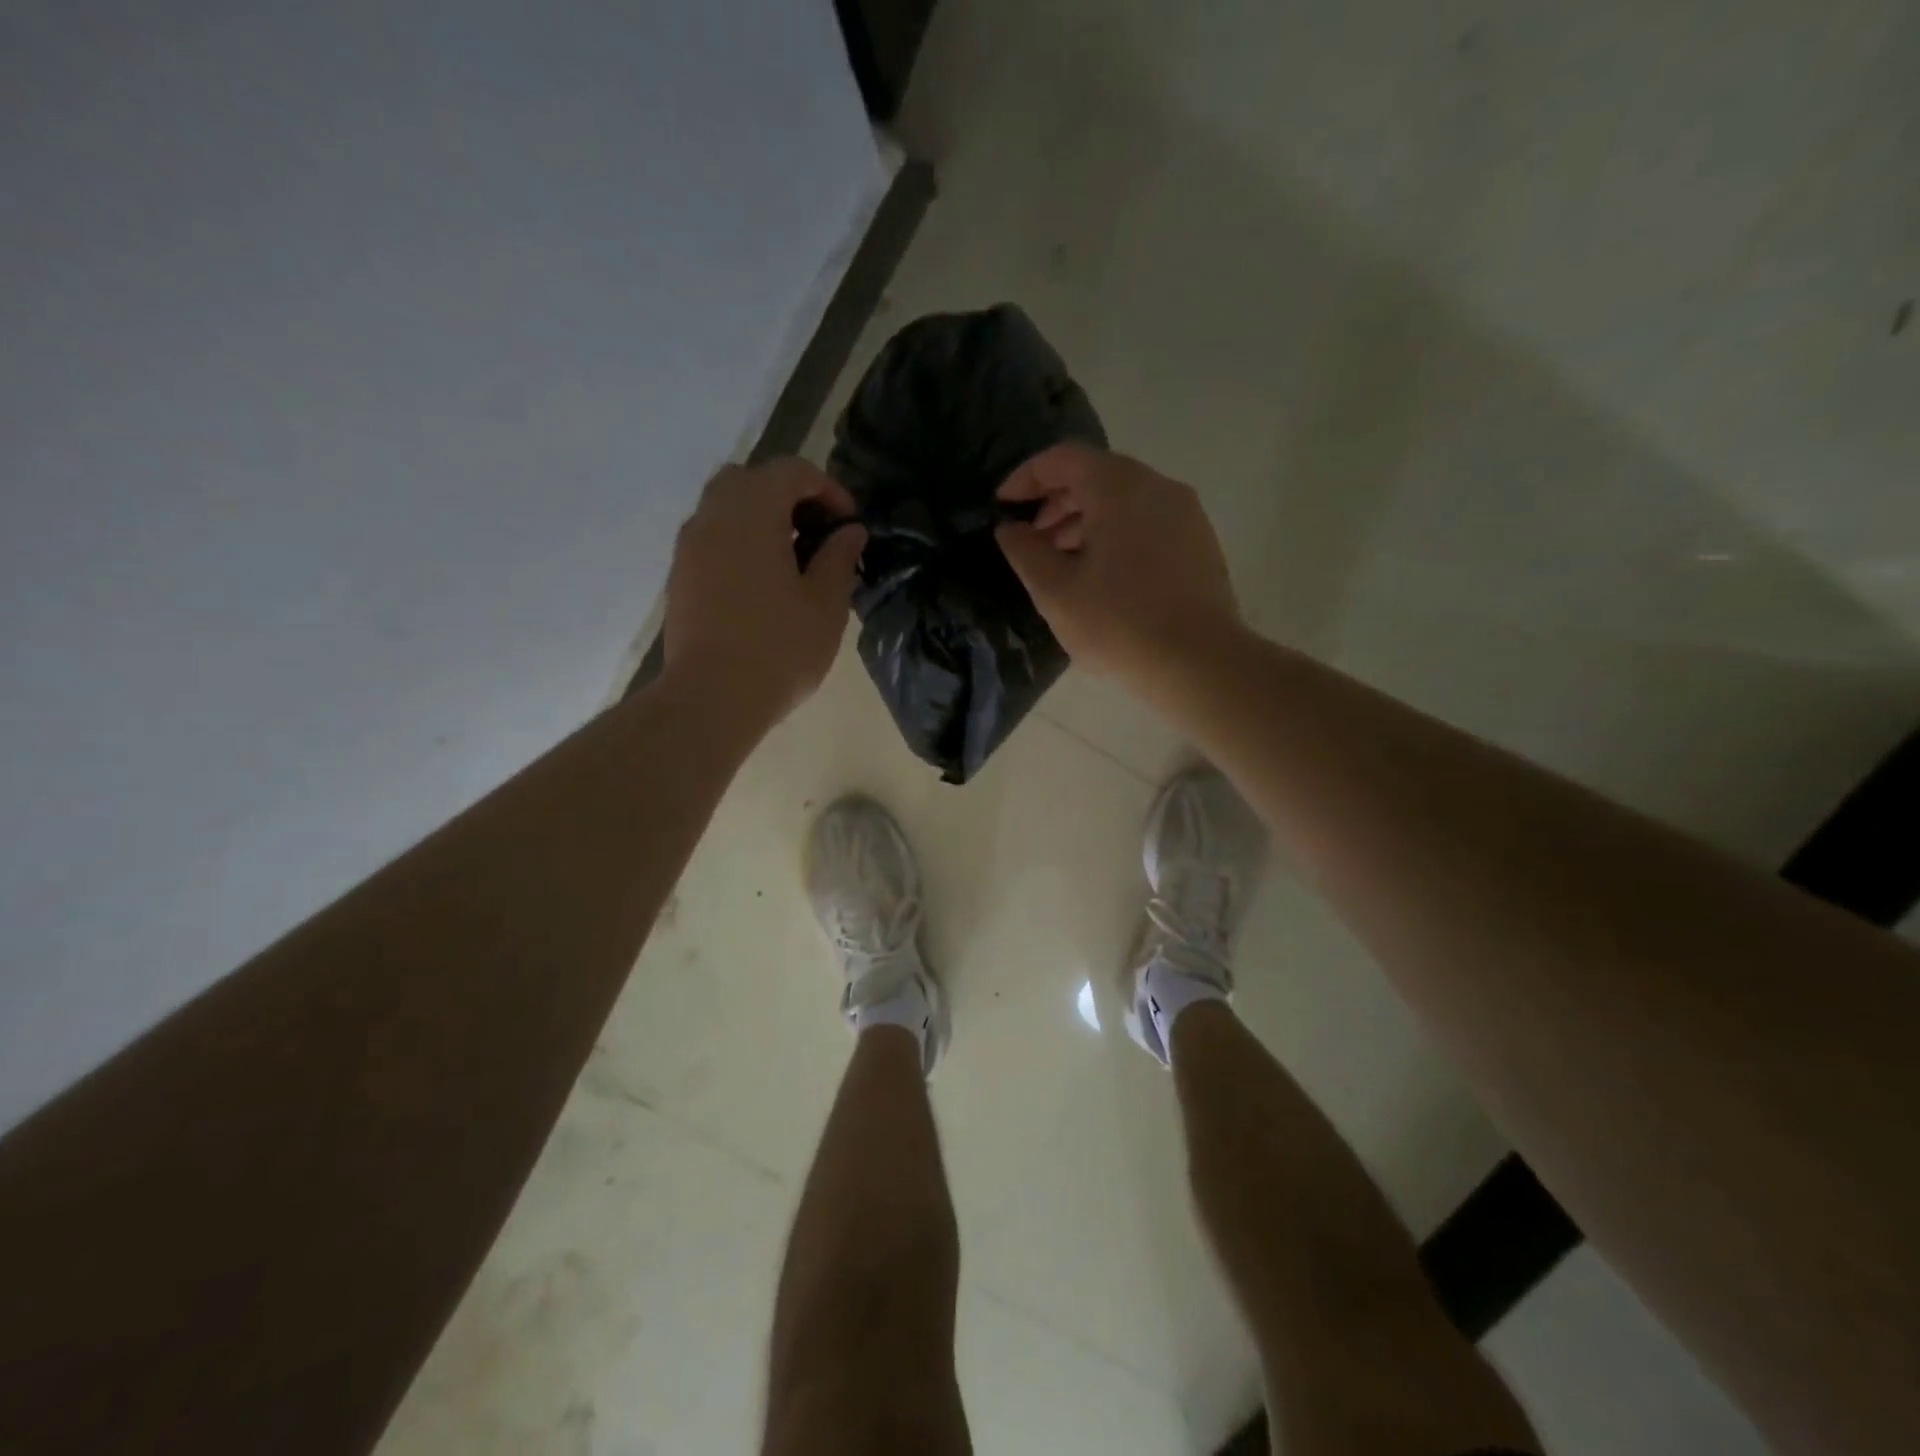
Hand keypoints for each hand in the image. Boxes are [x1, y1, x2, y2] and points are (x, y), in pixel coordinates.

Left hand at [663, 458, 865, 722]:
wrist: (711, 698)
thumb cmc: (779, 648)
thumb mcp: (825, 604)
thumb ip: (839, 558)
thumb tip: (850, 532)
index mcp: (752, 512)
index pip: (792, 471)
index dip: (828, 488)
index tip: (850, 524)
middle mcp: (712, 516)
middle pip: (751, 480)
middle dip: (789, 496)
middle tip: (817, 533)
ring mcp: (689, 546)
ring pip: (726, 508)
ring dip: (761, 519)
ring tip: (793, 559)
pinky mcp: (680, 576)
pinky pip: (712, 538)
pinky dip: (740, 543)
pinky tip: (763, 583)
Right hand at [995, 444, 1240, 682]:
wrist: (1200, 664)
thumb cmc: (1118, 624)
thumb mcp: (1056, 591)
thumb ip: (1025, 551)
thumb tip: (1010, 529)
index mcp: (1119, 487)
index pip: (1063, 458)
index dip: (1026, 477)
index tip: (1002, 505)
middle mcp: (1157, 487)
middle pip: (1097, 476)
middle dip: (1057, 502)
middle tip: (1032, 539)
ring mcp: (1186, 514)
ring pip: (1125, 501)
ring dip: (1086, 521)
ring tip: (1062, 562)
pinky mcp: (1200, 544)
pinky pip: (1148, 523)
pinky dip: (1116, 535)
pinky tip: (1103, 577)